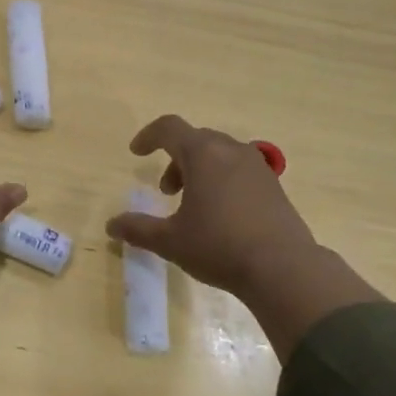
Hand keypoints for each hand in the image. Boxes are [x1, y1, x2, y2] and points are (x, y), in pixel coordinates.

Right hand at [105, 114, 382, 359]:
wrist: (284, 268)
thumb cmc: (219, 247)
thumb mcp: (171, 241)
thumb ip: (138, 229)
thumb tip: (111, 225)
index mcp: (203, 154)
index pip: (169, 128)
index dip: (148, 136)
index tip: (136, 152)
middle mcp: (231, 150)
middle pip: (196, 139)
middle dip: (175, 159)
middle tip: (166, 191)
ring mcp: (257, 166)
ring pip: (220, 154)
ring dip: (199, 170)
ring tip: (193, 205)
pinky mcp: (273, 185)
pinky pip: (239, 169)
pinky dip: (222, 179)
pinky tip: (222, 214)